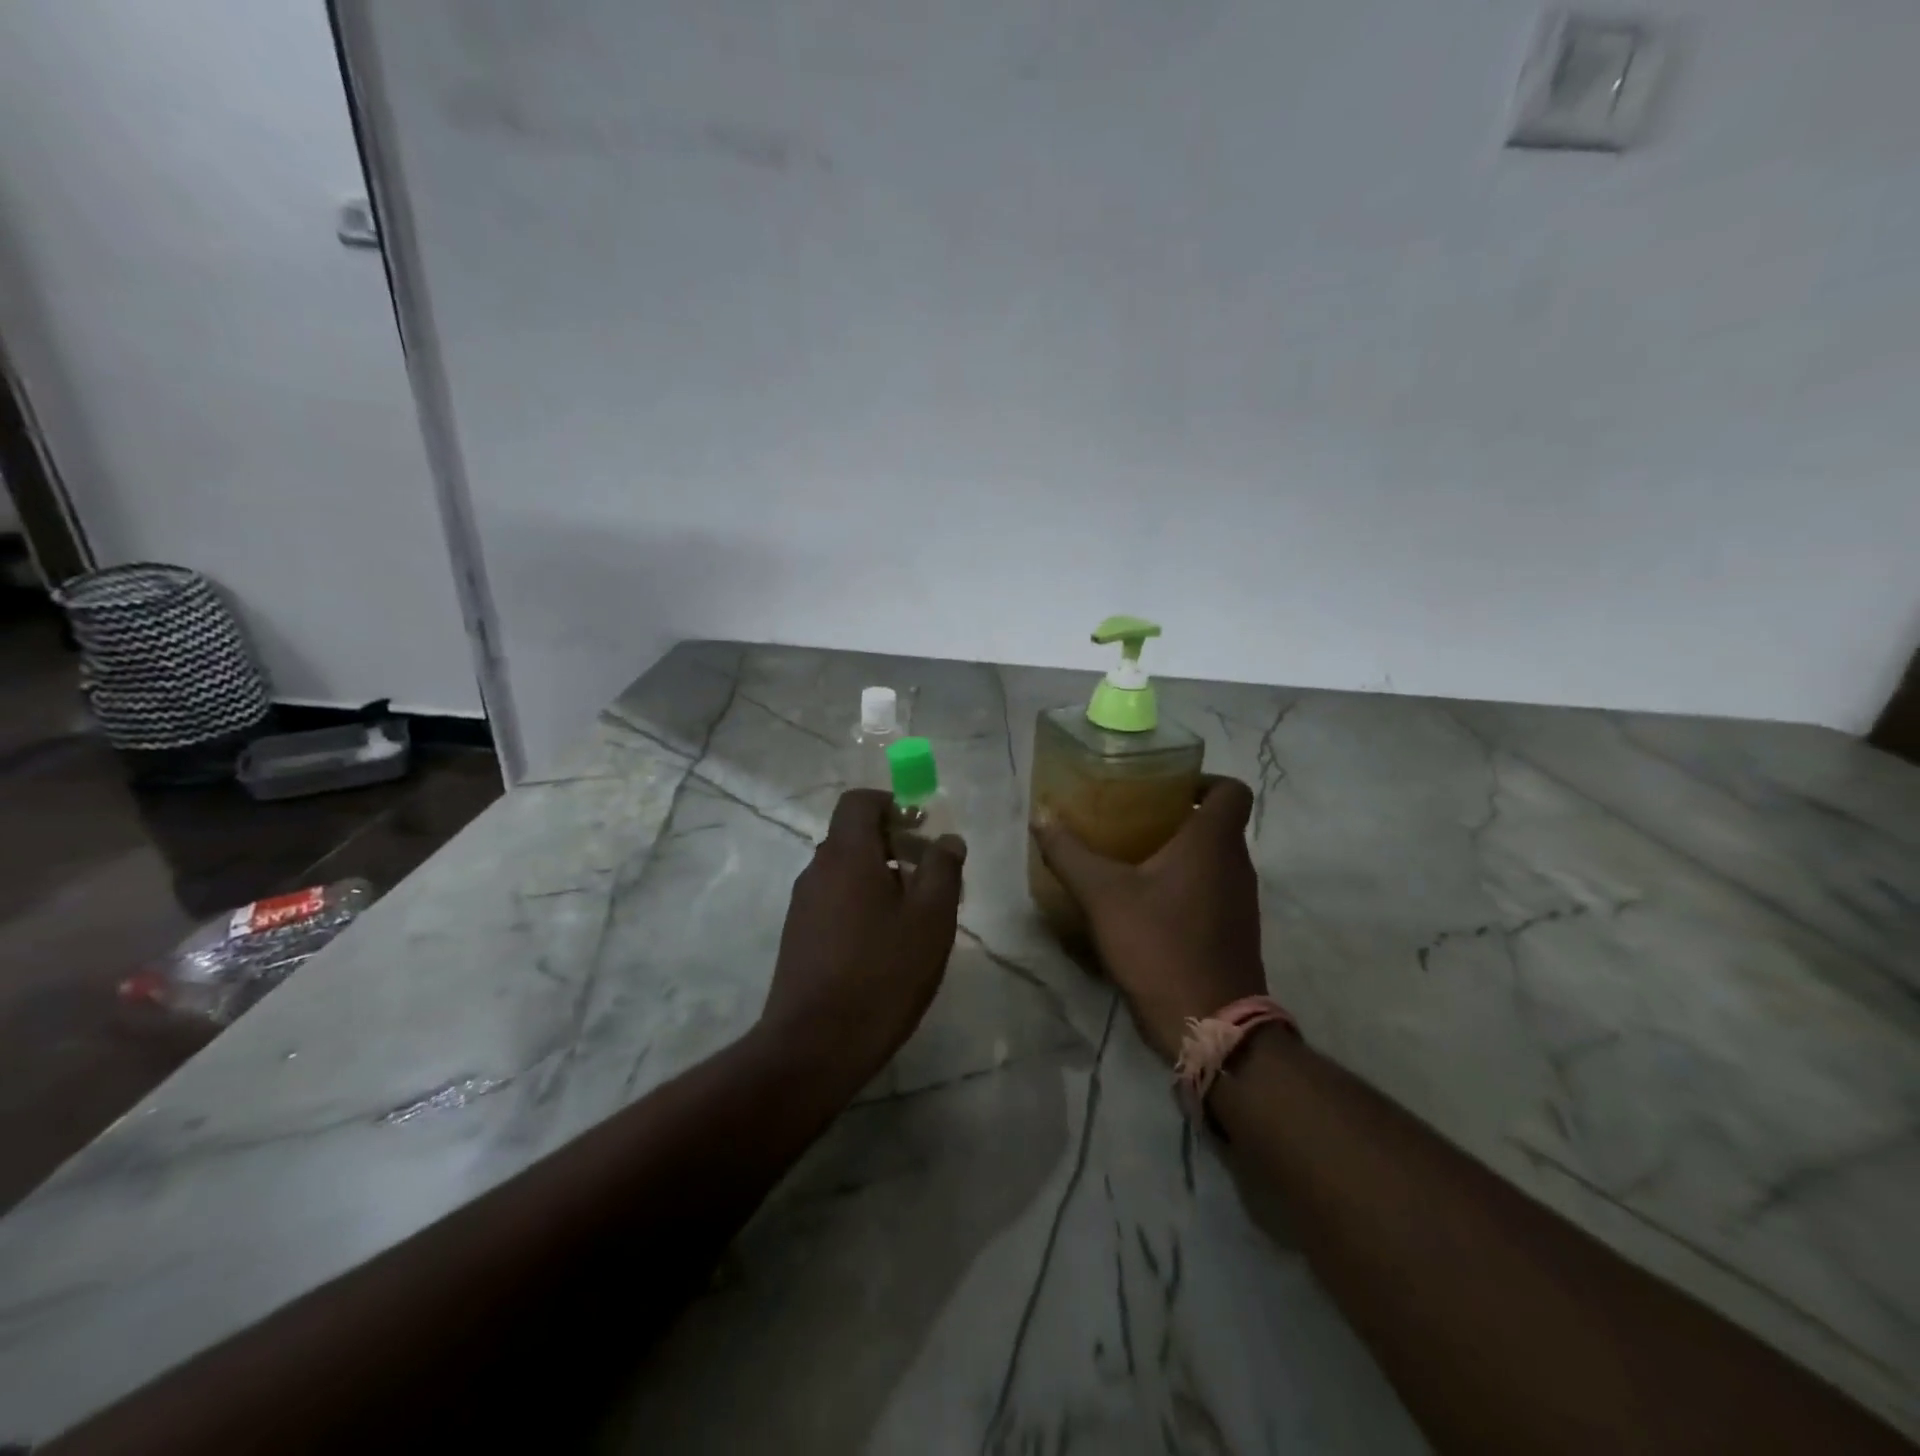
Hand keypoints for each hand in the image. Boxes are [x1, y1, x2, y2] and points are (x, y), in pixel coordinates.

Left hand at [759, 789, 966, 1085]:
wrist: (815, 1045)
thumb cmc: (882, 972)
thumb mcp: (931, 918)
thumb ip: (943, 869)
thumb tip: (947, 839)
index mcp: (847, 854)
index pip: (859, 802)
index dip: (892, 805)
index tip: (922, 828)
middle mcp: (817, 870)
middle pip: (853, 836)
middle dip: (895, 844)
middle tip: (931, 875)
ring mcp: (803, 905)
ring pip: (846, 871)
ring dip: (881, 876)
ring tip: (916, 914)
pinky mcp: (799, 937)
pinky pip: (835, 900)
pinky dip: (863, 903)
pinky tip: (887, 943)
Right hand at [1032, 776, 1266, 1062]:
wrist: (1208, 1022)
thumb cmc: (1159, 944)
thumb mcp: (1103, 895)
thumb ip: (1069, 853)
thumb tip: (1041, 815)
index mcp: (1213, 842)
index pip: (1231, 790)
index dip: (1203, 779)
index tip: (1165, 787)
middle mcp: (1237, 865)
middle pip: (1217, 823)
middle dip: (1177, 816)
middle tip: (1132, 818)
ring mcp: (1241, 901)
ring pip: (1214, 859)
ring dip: (1180, 853)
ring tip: (1132, 857)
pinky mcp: (1235, 931)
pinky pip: (1212, 890)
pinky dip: (1185, 885)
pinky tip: (1145, 902)